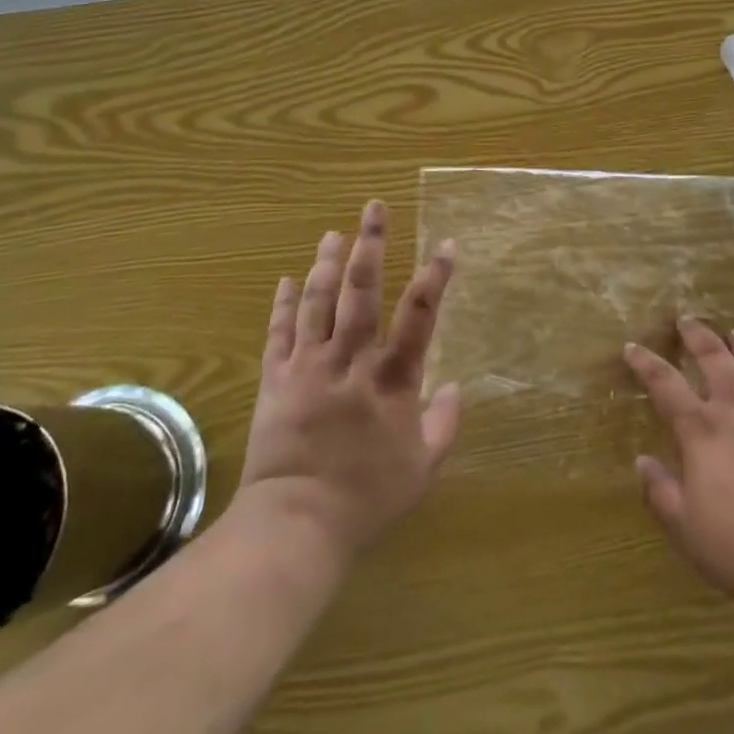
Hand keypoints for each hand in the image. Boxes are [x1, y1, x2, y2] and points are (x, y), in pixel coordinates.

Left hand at [237, 200, 461, 560]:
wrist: (295, 525)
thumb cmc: (366, 499)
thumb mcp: (421, 470)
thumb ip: (444, 425)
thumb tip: (457, 386)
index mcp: (391, 380)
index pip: (418, 316)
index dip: (435, 277)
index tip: (446, 244)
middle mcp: (350, 361)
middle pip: (361, 293)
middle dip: (370, 246)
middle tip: (374, 209)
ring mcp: (308, 366)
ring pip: (318, 302)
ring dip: (327, 263)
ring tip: (334, 233)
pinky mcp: (276, 379)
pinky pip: (279, 332)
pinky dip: (284, 303)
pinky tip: (288, 278)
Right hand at [625, 319, 733, 621]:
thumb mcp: (687, 531)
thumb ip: (659, 491)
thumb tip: (642, 460)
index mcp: (703, 432)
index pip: (665, 384)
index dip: (646, 363)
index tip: (632, 347)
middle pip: (714, 359)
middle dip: (697, 336)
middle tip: (686, 320)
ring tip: (733, 333)